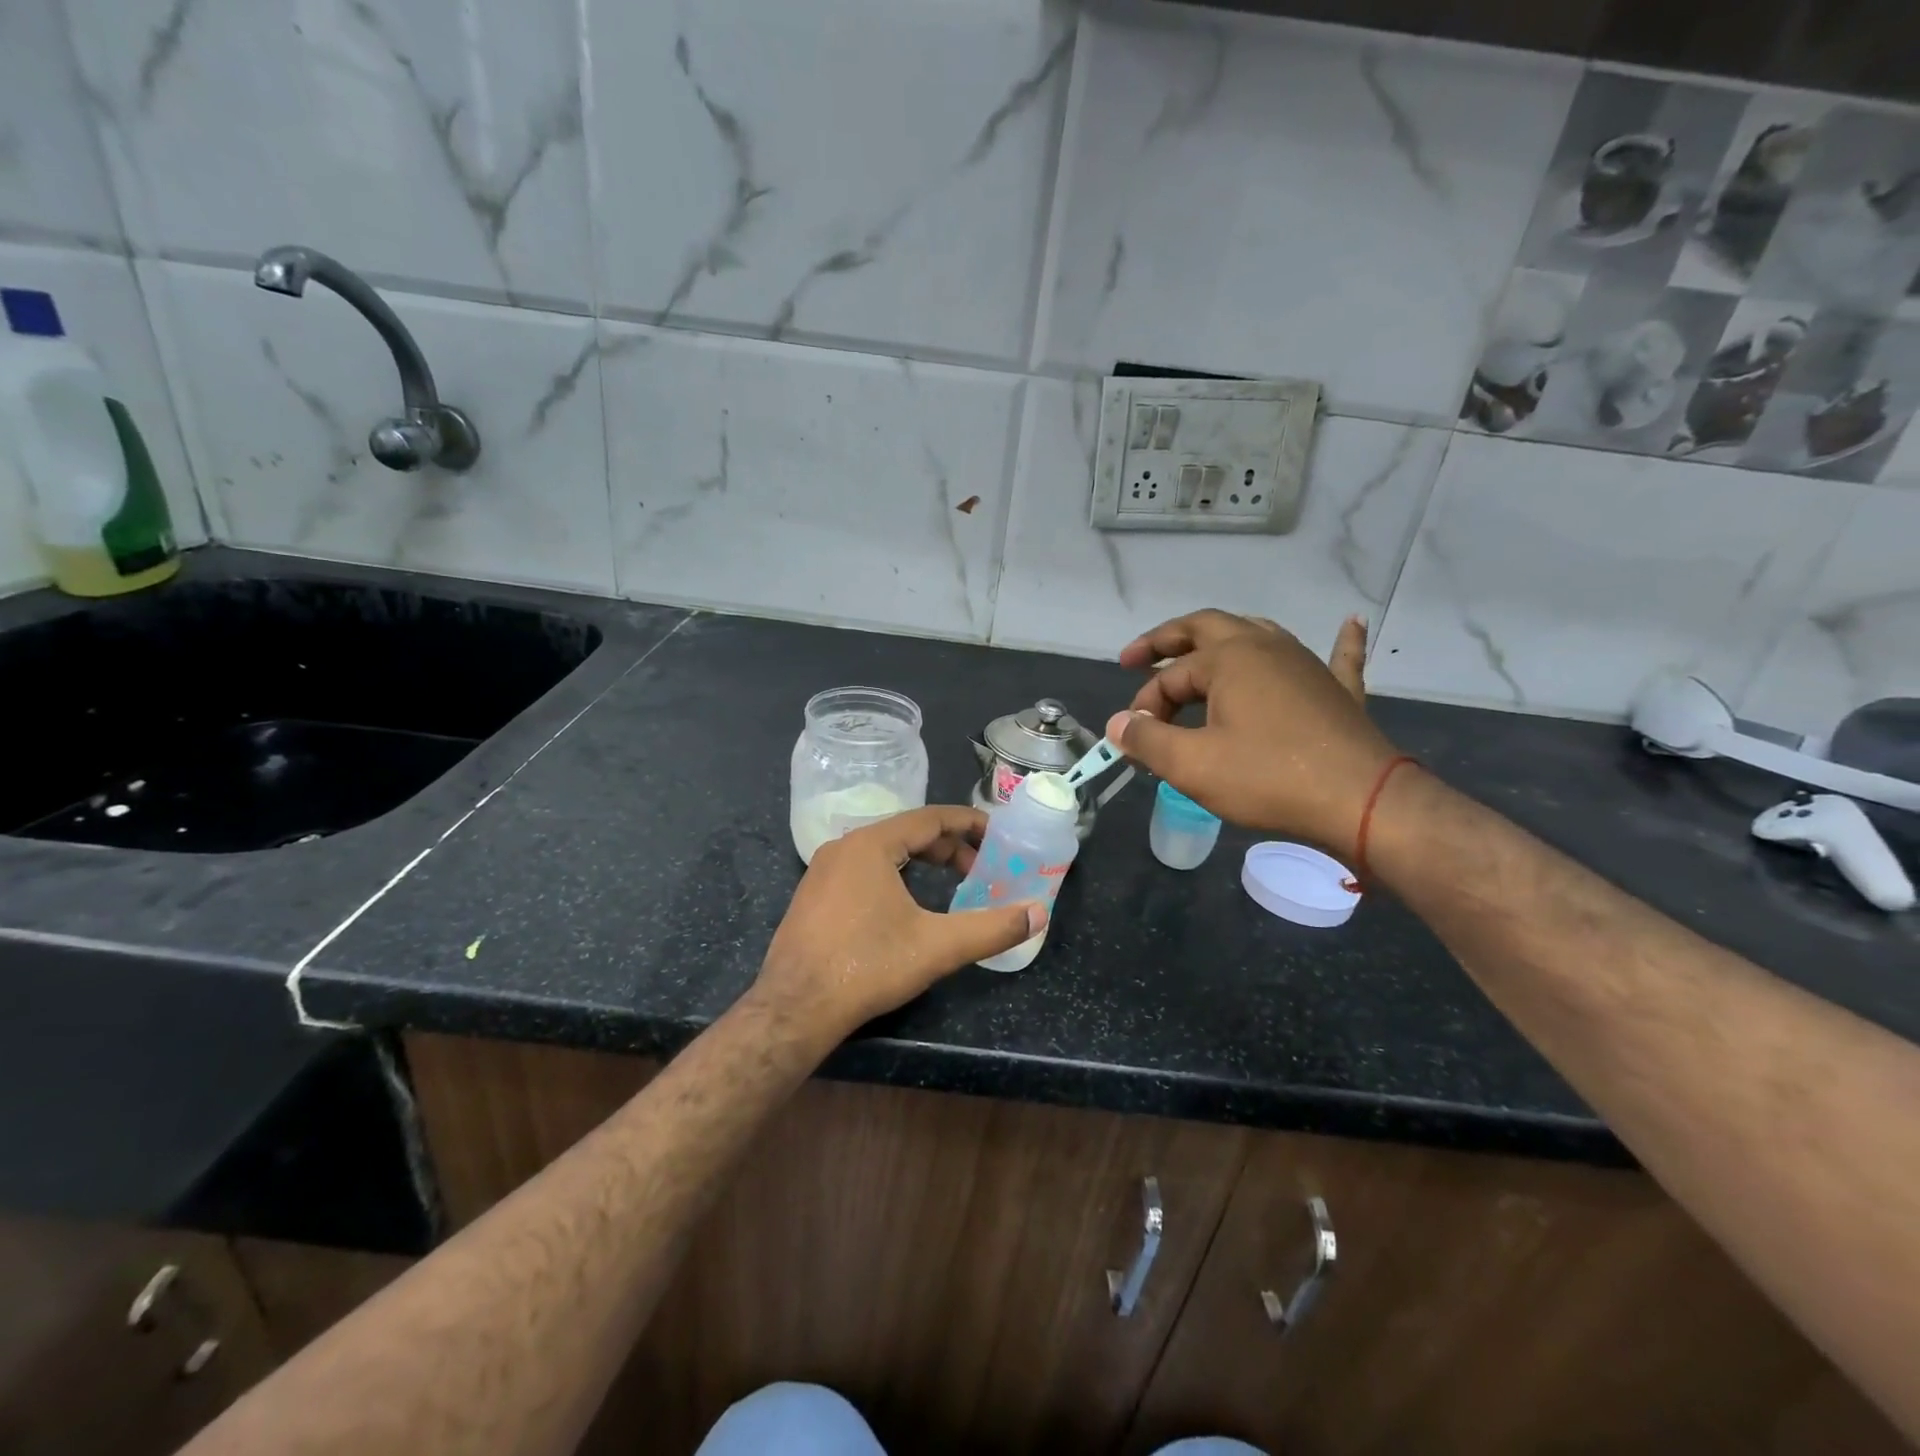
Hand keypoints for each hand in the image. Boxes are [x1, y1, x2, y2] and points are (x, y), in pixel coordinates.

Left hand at [753, 806, 1043, 1042]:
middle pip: (907, 833)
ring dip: (921, 861)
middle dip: (949, 848)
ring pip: (884, 851)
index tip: (998, 833)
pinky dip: (894, 875)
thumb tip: (1039, 914)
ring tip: (951, 883)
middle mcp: (844, 847)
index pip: (930, 818)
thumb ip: (992, 928)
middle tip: (981, 869)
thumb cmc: (867, 967)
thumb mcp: (937, 947)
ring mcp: (822, 870)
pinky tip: (906, 904)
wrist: (794, 1009)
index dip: (969, 823)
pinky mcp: (813, 895)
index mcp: (871, 844)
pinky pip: (863, 869)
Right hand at [1105, 610, 1400, 856]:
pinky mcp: (1337, 690)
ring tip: (1199, 653)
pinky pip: (1339, 656)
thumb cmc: (1268, 779)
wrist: (1361, 802)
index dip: (1144, 709)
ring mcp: (1307, 664)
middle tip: (1135, 657)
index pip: (1168, 678)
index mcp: (1228, 658)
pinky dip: (1340, 640)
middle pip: (1206, 628)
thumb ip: (1146, 740)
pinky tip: (1352, 621)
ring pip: (1257, 634)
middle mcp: (1265, 647)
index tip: (1134, 743)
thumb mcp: (1192, 765)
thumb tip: (1118, 724)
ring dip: (1222, 641)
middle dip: (1166, 640)